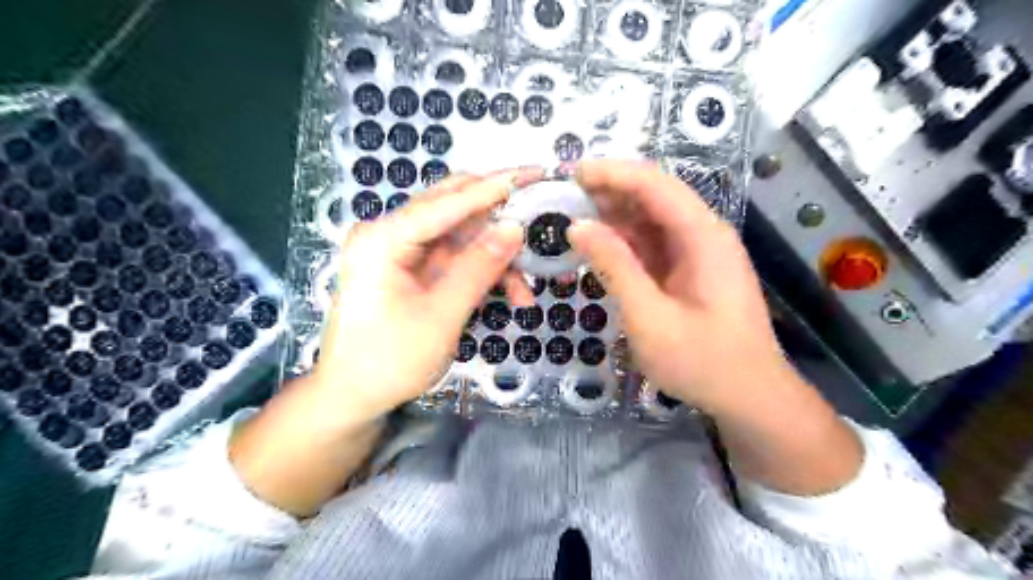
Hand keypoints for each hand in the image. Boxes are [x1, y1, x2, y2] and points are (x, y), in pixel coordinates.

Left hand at [312, 167, 540, 417]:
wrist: (352, 397)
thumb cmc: (388, 360)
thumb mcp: (440, 316)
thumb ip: (478, 268)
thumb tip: (514, 228)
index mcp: (384, 239)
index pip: (446, 202)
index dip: (493, 188)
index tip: (533, 174)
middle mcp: (391, 235)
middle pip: (452, 207)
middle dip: (498, 213)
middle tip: (538, 207)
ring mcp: (402, 252)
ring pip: (461, 237)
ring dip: (496, 256)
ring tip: (526, 286)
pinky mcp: (413, 270)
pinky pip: (456, 260)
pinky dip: (483, 272)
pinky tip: (509, 294)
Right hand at [570, 158, 792, 412]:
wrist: (749, 397)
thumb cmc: (702, 361)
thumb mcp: (649, 317)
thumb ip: (614, 266)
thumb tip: (578, 226)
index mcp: (702, 235)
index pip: (653, 183)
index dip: (611, 172)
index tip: (570, 173)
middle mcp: (703, 233)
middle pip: (653, 195)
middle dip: (608, 191)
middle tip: (564, 198)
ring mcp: (698, 252)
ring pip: (651, 219)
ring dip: (613, 216)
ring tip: (573, 220)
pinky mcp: (690, 270)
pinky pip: (653, 244)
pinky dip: (624, 242)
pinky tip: (599, 248)